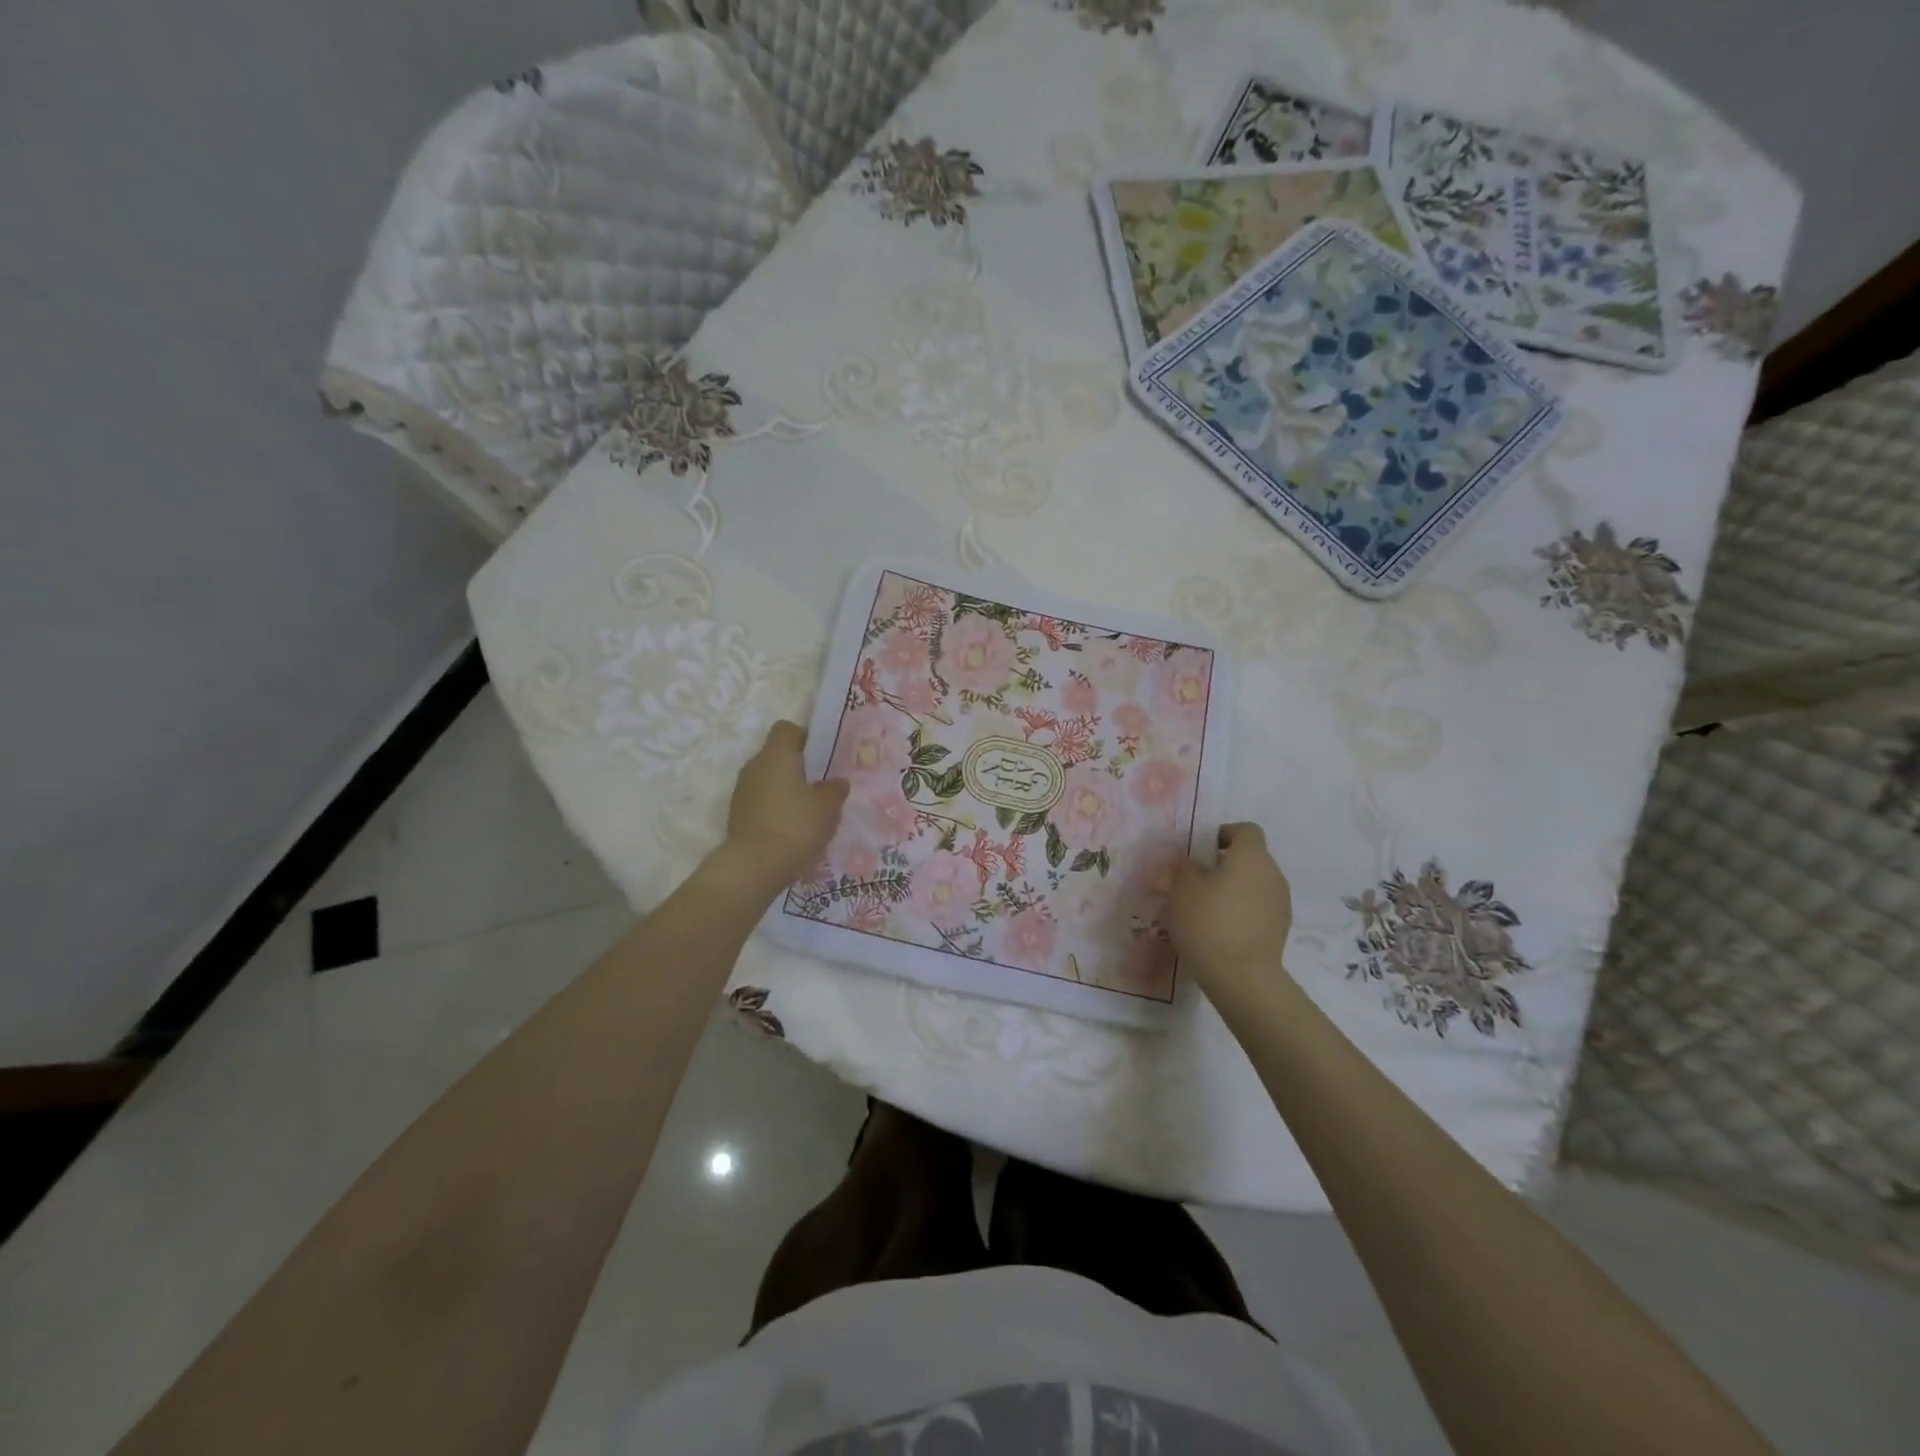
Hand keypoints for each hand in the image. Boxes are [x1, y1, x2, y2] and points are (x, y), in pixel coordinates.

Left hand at [718, 720, 849, 890]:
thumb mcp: (828, 807)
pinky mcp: (737, 815)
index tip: (821, 757)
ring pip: (769, 780)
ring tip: (809, 812)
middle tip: (822, 786)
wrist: (753, 867)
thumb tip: (836, 782)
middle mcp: (754, 766)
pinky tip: (793, 830)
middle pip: (777, 755)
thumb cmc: (795, 826)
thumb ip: (834, 789)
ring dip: (786, 790)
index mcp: (776, 755)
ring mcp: (742, 791)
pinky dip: (776, 809)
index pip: (787, 729)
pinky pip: (761, 802)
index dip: (805, 738)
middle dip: (799, 768)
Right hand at [1168, 822, 1293, 994]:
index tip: (1200, 852)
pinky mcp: (1280, 929)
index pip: (1245, 830)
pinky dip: (1241, 912)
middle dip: (1224, 865)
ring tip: (1205, 910)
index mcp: (1251, 856)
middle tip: (1195, 883)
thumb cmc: (1208, 921)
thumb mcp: (1180, 889)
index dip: (1223, 834)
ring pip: (1254, 884)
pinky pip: (1258, 908)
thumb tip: (1181, 865)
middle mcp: (1272, 873)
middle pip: (1249, 858)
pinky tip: (1220, 931)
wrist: (1242, 977)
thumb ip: (1179, 869)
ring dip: (1233, 890)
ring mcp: (1281, 903)